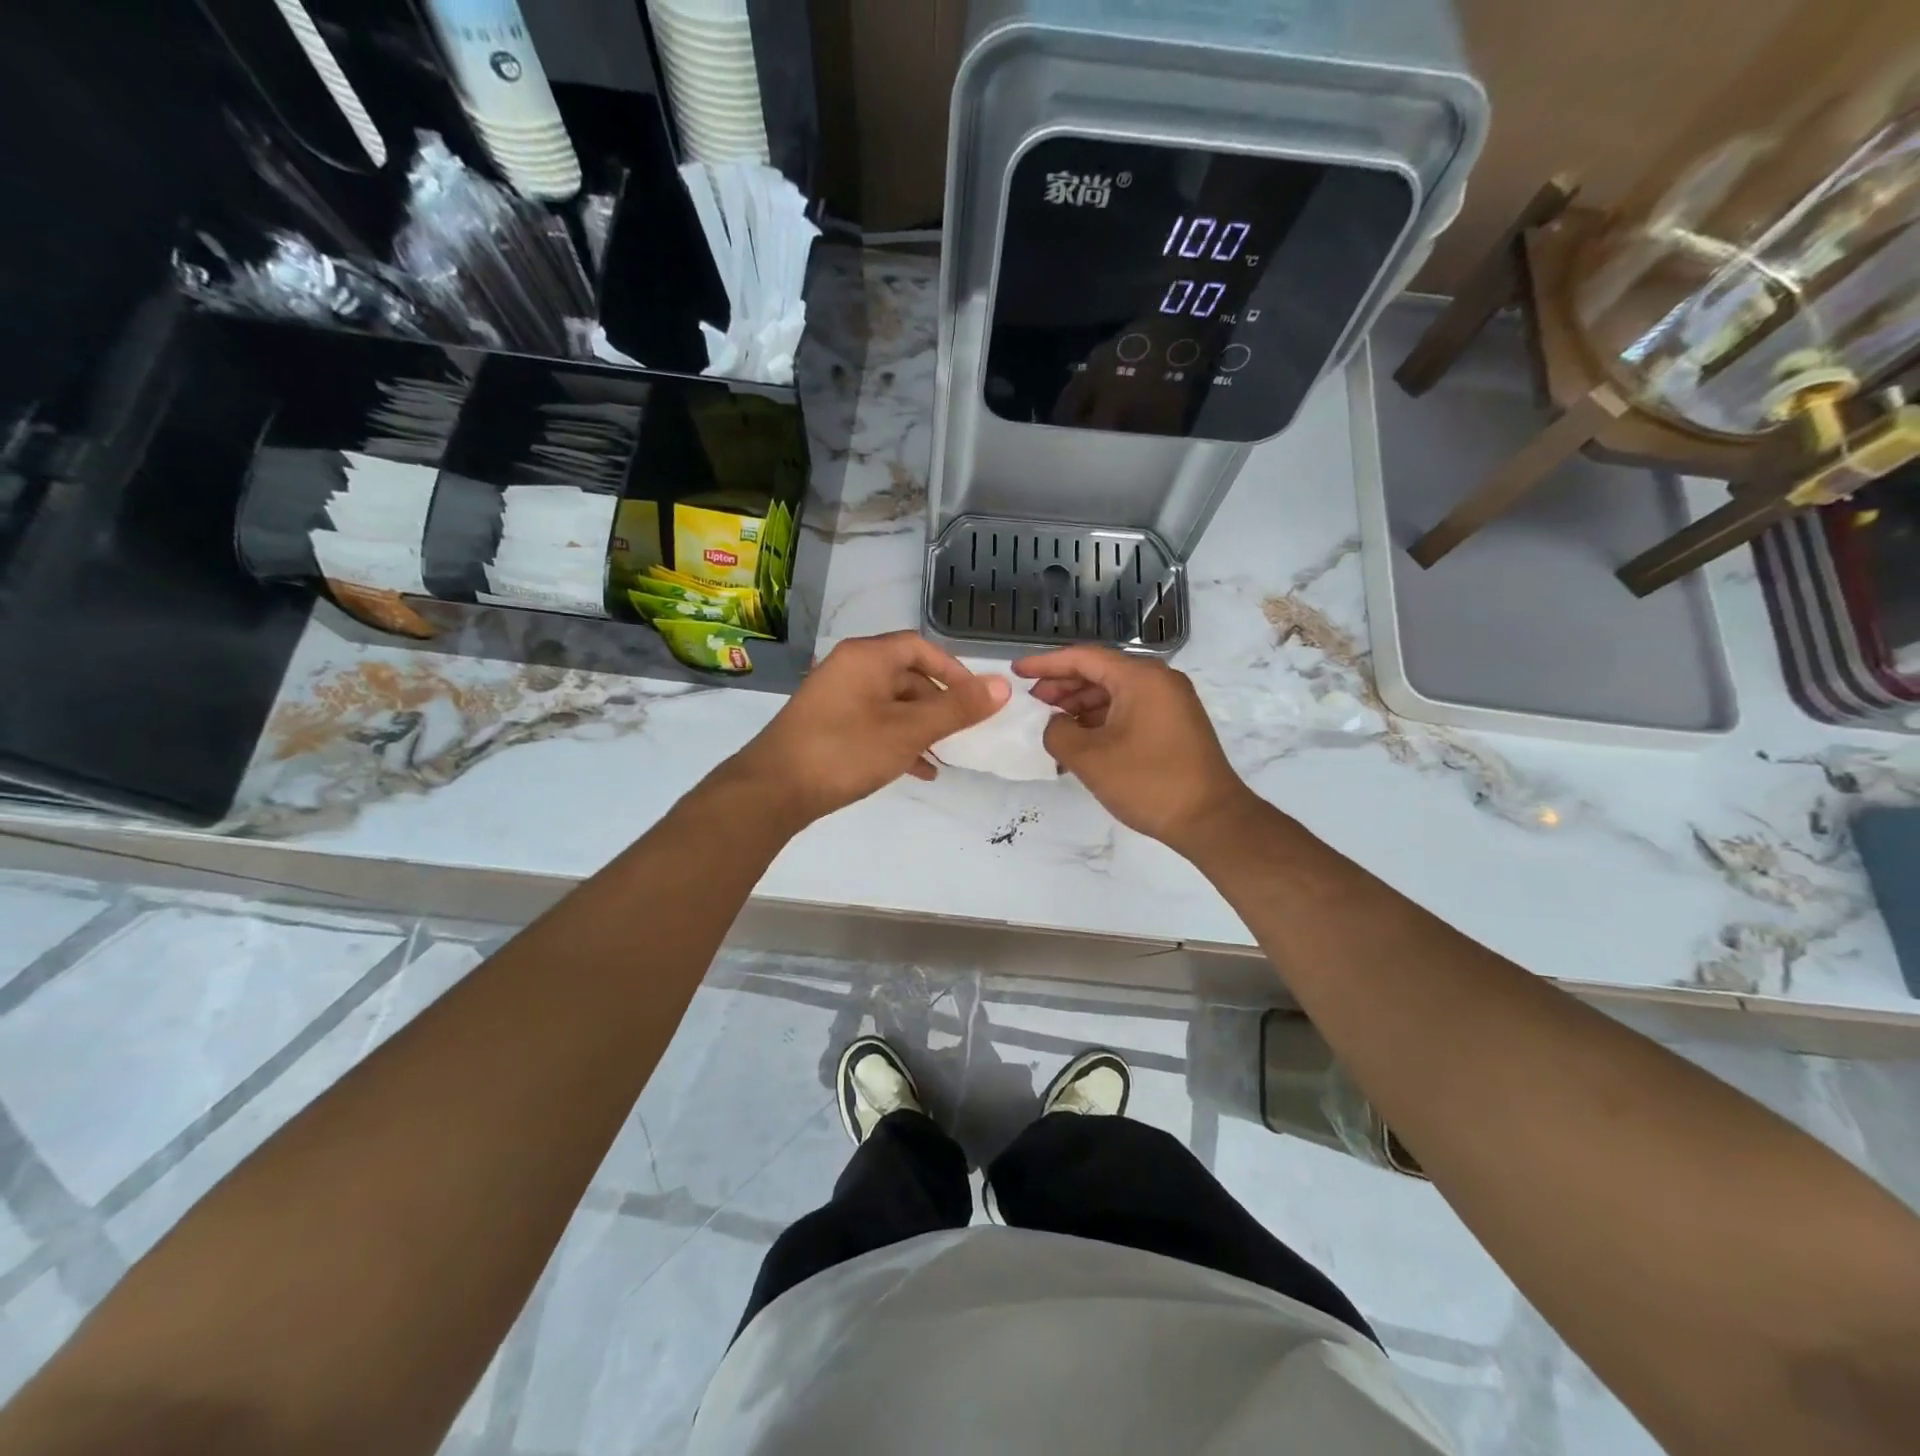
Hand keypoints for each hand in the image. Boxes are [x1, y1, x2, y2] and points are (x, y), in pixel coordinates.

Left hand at [726, 632, 1009, 826]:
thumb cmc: (845, 751)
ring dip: (922, 726)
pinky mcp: (828, 725)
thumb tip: (1002, 686)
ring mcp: (836, 698)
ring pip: (892, 704)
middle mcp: (850, 669)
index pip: (920, 647)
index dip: (954, 670)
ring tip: (947, 754)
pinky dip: (898, 740)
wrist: (773, 789)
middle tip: (965, 730)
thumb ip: (956, 709)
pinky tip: (919, 770)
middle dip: (939, 704)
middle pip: (907, 675)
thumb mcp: (908, 730)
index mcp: (867, 658)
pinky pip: (874, 723)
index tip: (976, 698)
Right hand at [1015, 646, 1252, 854]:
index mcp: (1141, 678)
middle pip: (1100, 672)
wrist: (1211, 819)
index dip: (1046, 664)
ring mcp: (1170, 702)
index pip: (1084, 658)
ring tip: (1052, 724)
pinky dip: (1101, 719)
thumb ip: (1058, 733)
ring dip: (1081, 705)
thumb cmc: (1148, 783)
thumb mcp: (1090, 759)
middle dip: (1062, 686)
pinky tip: (1080, 739)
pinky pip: (1129, 710)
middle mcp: (1159, 681)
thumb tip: (1054, 724)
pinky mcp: (1174, 724)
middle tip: (1032, 703)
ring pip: (1115, 693)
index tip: (1017, 672)